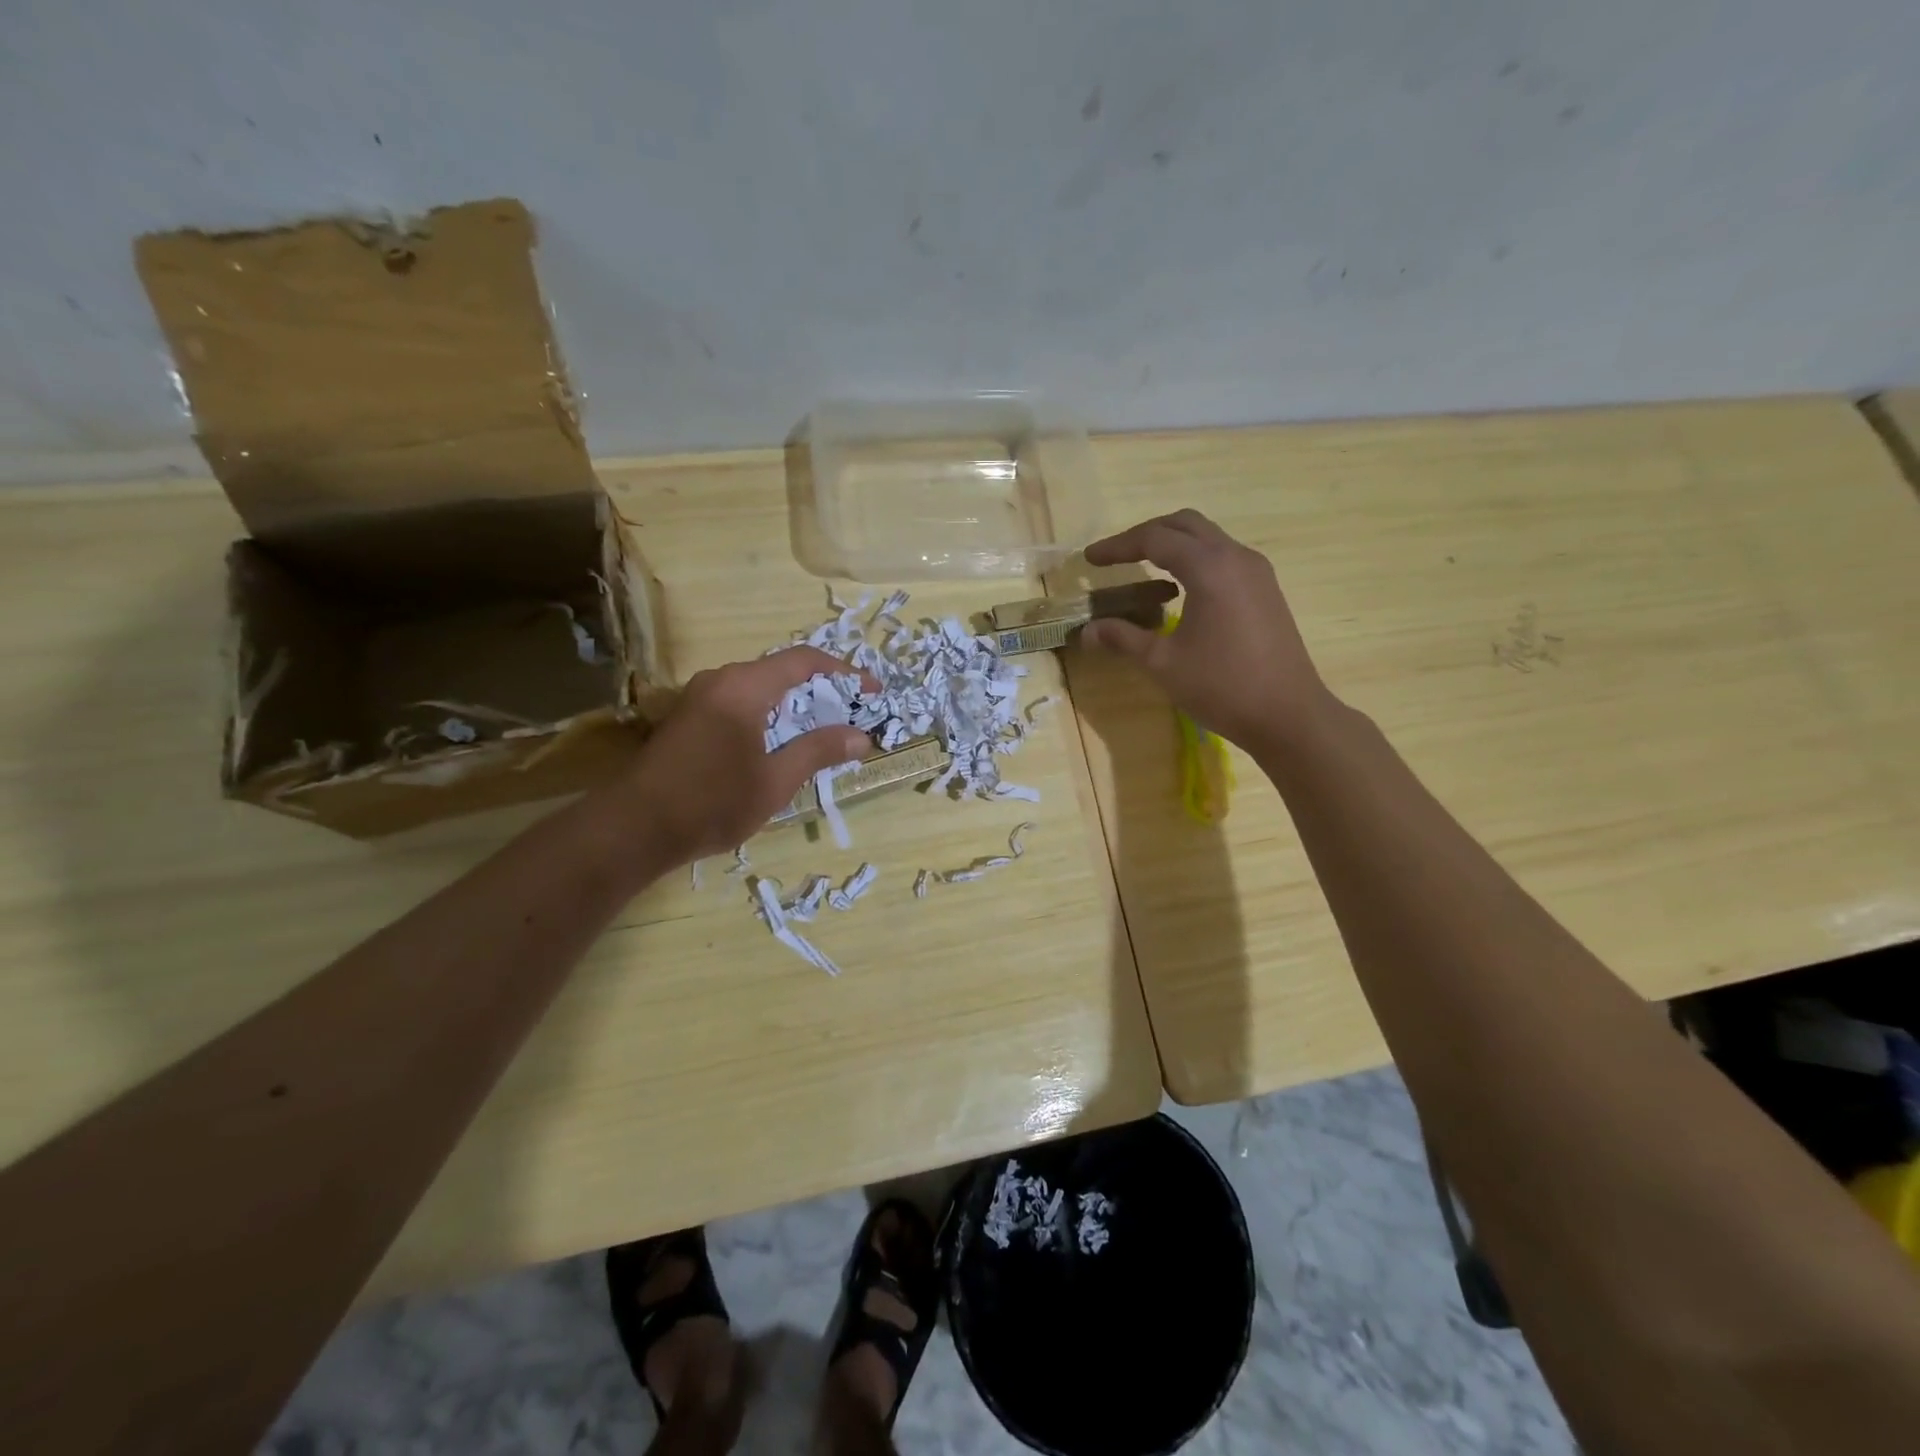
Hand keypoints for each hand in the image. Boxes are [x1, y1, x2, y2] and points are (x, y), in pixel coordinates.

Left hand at [621, 646, 871, 864]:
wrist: (633, 828)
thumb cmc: (712, 802)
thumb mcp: (776, 780)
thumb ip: (819, 750)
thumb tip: (861, 736)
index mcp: (744, 686)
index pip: (804, 661)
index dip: (844, 673)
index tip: (872, 693)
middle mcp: (720, 680)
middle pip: (781, 671)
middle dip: (821, 690)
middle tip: (850, 715)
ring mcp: (698, 697)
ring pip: (758, 687)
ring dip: (793, 704)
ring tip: (821, 731)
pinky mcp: (686, 718)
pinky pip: (739, 702)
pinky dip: (768, 714)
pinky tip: (778, 743)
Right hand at [1080, 510, 1331, 750]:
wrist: (1288, 715)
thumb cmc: (1222, 687)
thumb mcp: (1163, 663)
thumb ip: (1123, 638)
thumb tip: (1087, 630)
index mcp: (1210, 568)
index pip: (1155, 539)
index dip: (1118, 546)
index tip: (1090, 559)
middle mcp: (1236, 557)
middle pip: (1185, 525)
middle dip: (1146, 535)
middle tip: (1116, 556)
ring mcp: (1256, 572)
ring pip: (1208, 538)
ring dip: (1173, 546)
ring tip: (1143, 570)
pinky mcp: (1266, 590)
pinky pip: (1223, 558)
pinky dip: (1194, 561)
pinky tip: (1179, 592)